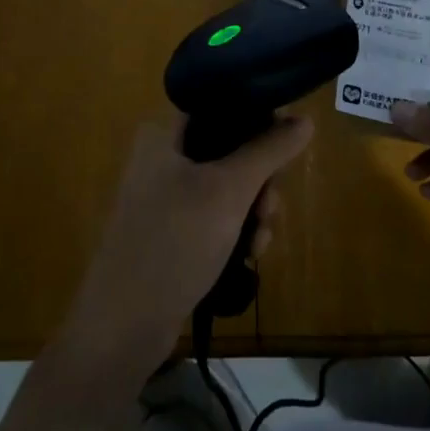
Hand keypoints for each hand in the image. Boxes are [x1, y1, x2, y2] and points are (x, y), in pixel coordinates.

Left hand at [61, 115, 312, 380]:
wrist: (123, 327)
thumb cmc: (174, 243)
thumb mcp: (229, 190)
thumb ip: (269, 149)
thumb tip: (305, 118)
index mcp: (164, 133)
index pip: (222, 103)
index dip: (260, 117)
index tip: (286, 145)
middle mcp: (163, 156)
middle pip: (232, 146)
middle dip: (261, 178)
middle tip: (269, 206)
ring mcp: (167, 195)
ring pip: (230, 184)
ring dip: (255, 210)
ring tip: (259, 241)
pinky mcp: (173, 230)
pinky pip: (218, 215)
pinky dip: (237, 230)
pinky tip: (248, 255)